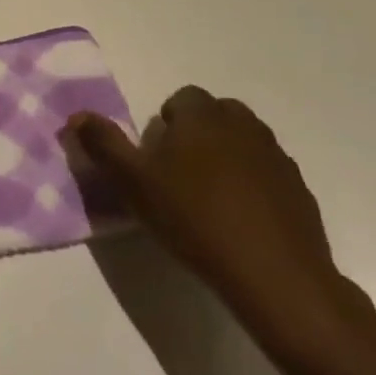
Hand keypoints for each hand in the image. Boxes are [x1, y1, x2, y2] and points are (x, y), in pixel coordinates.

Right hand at [71, 89, 370, 350]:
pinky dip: (254, 186)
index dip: (167, 126)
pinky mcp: (299, 188)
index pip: (182, 99)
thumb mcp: (134, 184)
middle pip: (215, 116)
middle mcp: (242, 124)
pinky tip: (243, 222)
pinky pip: (268, 174)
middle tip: (180, 179)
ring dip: (227, 159)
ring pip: (243, 143)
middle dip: (198, 137)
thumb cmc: (194, 219)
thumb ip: (104, 145)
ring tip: (211, 201)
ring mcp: (276, 155)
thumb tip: (76, 116)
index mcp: (202, 115)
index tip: (158, 161)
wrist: (275, 274)